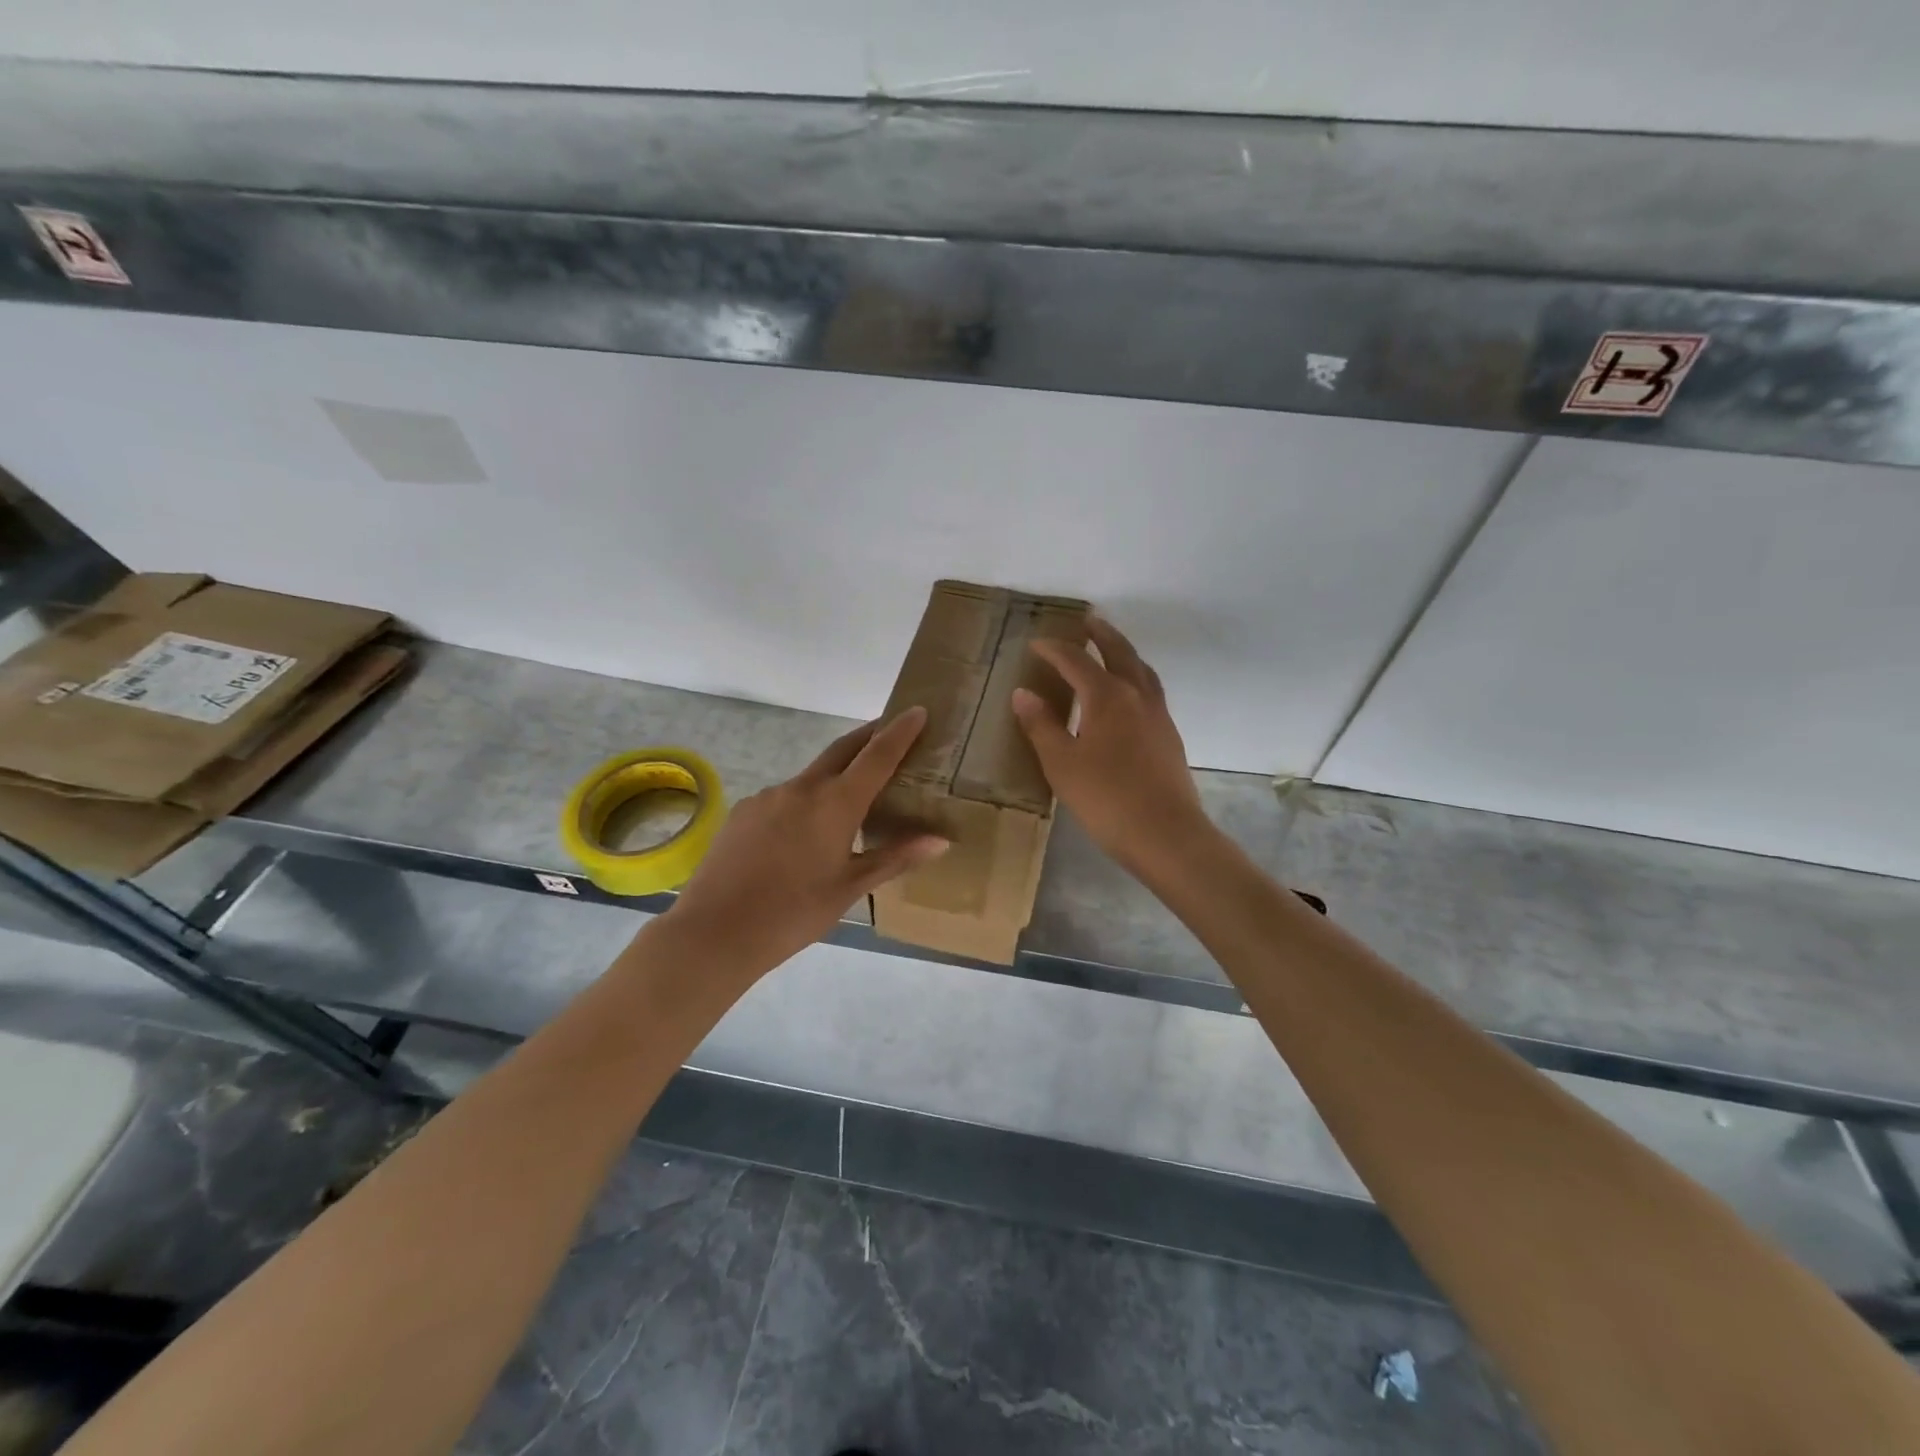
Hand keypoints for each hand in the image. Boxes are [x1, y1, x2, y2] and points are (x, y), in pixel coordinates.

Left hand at [663, 707, 947, 971]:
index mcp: (836, 804)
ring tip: (850, 802)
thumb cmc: (793, 913)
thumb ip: (894, 858)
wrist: (715, 931)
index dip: (900, 731)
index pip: (877, 755)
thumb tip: (940, 839)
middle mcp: (803, 788)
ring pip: (813, 776)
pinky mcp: (745, 810)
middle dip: (869, 736)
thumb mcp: (850, 888)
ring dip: (836, 776)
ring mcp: (769, 795)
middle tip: (891, 732)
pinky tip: (803, 835)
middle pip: (843, 749)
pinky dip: (806, 802)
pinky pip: (785, 797)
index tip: (917, 710)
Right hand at [1012, 616, 1210, 873]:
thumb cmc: (1106, 798)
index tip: (1036, 643)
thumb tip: (1024, 693)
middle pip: (1120, 652)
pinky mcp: (1169, 736)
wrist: (1166, 834)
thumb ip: (1042, 726)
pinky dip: (1136, 678)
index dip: (1054, 649)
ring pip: (1142, 670)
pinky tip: (1128, 696)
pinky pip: (1151, 691)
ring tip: (1111, 649)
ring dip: (1124, 652)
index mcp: (1107, 696)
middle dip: (1101, 635)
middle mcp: (1137, 696)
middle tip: (1087, 620)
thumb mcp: (1062, 763)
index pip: (1076, 661)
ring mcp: (1158, 715)